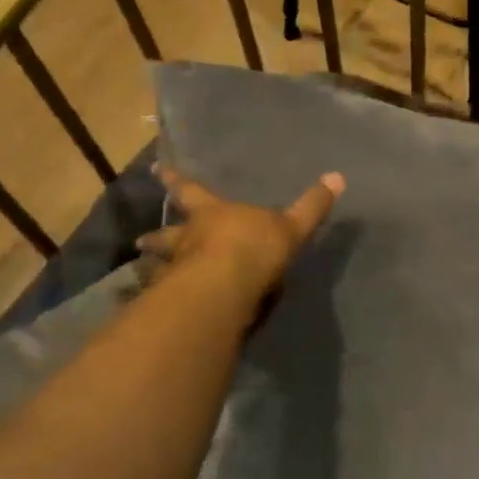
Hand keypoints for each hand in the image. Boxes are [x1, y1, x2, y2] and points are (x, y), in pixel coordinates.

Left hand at [142, 167, 344, 301]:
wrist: (226, 288)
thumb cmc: (255, 248)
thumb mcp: (292, 226)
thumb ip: (312, 206)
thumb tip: (338, 176)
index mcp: (214, 215)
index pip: (191, 192)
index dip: (176, 180)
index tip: (157, 169)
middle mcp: (190, 239)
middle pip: (168, 235)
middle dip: (156, 237)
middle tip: (140, 242)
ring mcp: (178, 271)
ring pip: (160, 267)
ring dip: (153, 269)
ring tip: (144, 275)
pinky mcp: (177, 302)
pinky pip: (166, 300)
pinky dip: (161, 302)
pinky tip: (159, 310)